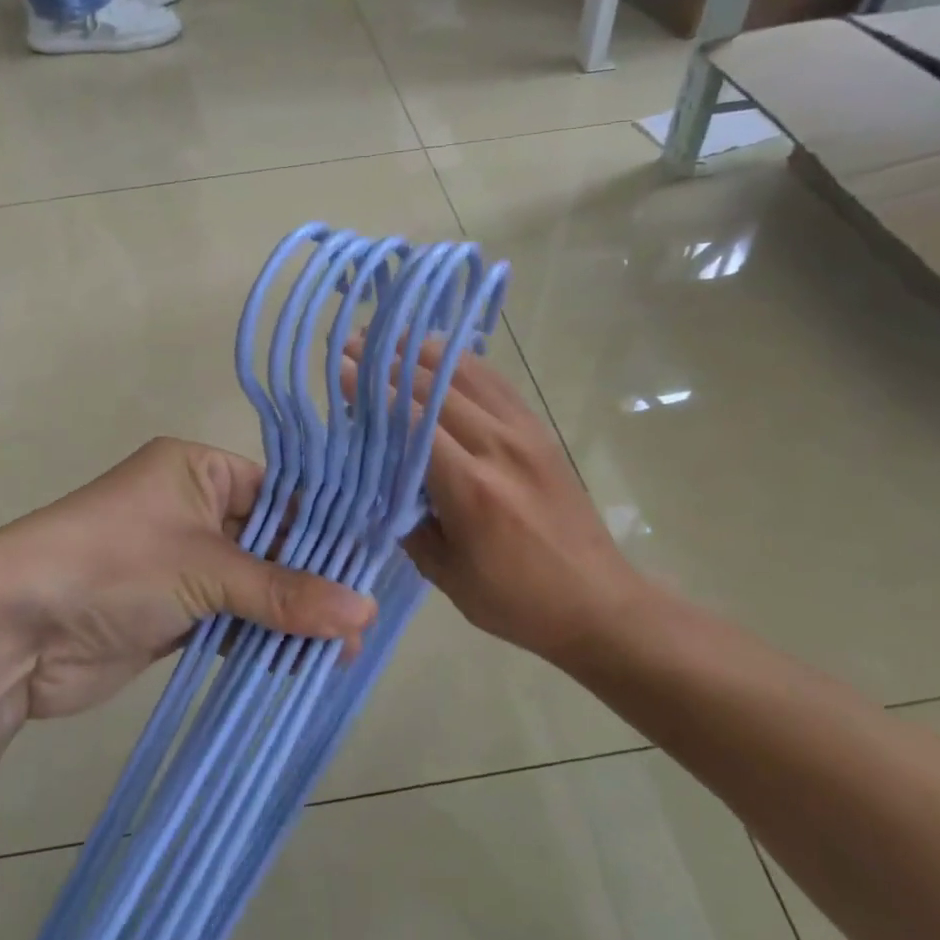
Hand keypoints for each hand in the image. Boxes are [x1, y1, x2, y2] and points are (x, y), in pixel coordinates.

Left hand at [0, 438, 373, 719]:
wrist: (13, 630)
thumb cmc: (112, 565)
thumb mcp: (205, 568)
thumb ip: (284, 592)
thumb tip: (365, 613)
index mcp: (199, 470)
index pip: (281, 492)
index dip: (325, 529)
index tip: (371, 568)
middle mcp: (194, 508)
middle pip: (271, 541)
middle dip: (311, 582)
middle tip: (359, 627)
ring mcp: (182, 562)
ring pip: (253, 585)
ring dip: (288, 617)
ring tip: (340, 654)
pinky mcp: (173, 610)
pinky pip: (230, 618)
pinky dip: (258, 639)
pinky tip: (296, 663)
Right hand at [351, 341, 653, 666]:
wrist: (597, 602)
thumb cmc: (514, 600)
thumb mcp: (445, 573)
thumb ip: (407, 520)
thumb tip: (380, 477)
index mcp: (470, 487)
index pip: (411, 422)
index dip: (373, 391)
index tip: (342, 368)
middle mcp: (498, 447)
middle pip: (436, 388)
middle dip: (391, 363)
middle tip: (355, 344)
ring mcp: (525, 433)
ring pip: (469, 375)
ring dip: (427, 353)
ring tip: (393, 338)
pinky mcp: (540, 432)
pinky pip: (498, 384)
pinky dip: (466, 363)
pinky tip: (444, 354)